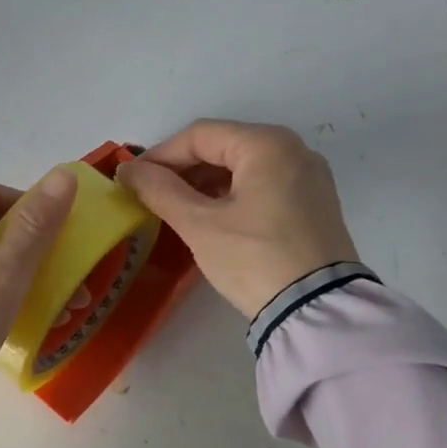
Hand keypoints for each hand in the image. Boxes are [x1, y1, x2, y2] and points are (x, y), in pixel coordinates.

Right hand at [116, 120, 358, 319]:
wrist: (318, 312)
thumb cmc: (254, 259)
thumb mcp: (200, 225)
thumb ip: (160, 191)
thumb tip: (128, 171)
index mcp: (268, 144)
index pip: (200, 135)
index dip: (160, 155)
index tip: (131, 179)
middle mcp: (294, 150)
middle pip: (224, 146)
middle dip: (183, 169)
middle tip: (149, 195)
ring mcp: (309, 177)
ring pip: (244, 167)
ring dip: (205, 183)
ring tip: (175, 208)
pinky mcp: (315, 204)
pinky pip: (263, 185)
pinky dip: (232, 195)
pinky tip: (210, 217)